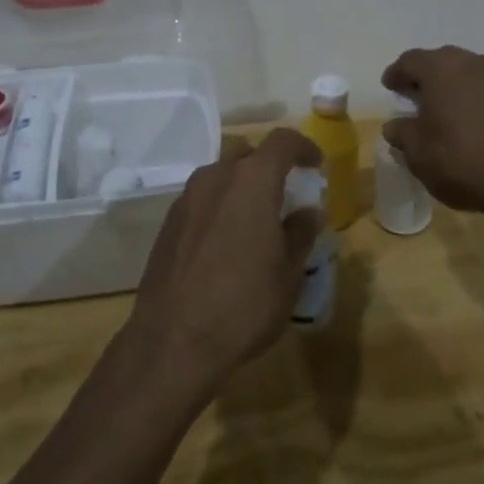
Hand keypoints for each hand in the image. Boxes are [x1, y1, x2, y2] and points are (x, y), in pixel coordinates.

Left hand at [128, 130, 322, 394]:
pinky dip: (220, 206)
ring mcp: (186, 198)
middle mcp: (215, 178)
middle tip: (286, 195)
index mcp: (251, 181)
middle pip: (247, 155)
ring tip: (257, 221)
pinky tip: (227, 242)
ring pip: (221, 176)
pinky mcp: (168, 223)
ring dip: (242, 187)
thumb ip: (300, 233)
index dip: (303, 147)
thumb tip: (308, 211)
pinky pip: (202, 200)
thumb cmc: (244, 305)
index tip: (315, 165)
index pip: (282, 141)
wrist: (173, 342)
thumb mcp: (288, 273)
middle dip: (270, 167)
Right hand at [381, 46, 483, 217]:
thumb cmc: (459, 158)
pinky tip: (462, 119)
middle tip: (411, 96)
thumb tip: (394, 126)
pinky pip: (481, 87)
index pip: (409, 60)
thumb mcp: (417, 152)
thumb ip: (401, 133)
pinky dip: (467, 97)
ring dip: (447, 86)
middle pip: (438, 61)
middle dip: (422, 77)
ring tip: (437, 109)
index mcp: (439, 67)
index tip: (389, 87)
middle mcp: (469, 62)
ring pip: (462, 72)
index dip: (396, 73)